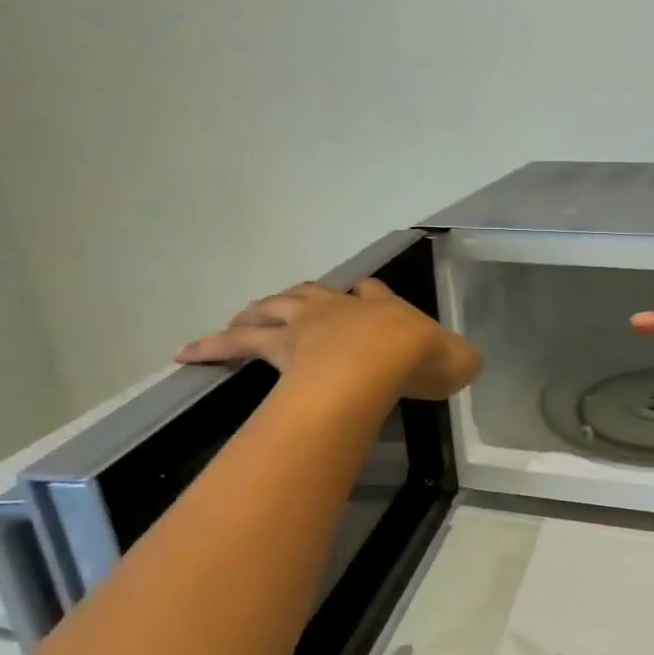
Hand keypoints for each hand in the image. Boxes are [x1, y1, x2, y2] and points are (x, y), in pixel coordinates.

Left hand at [178, 280, 480, 400]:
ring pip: (273, 309)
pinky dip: (213, 346)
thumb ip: (460, 358)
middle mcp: (341, 310)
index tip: (363, 297)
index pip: (373, 293)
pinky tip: (188, 354)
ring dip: (255, 312)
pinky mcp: (279, 347)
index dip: (369, 296)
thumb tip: (465, 361)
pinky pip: (238, 344)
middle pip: (312, 294)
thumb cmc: (420, 360)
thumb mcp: (458, 360)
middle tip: (285, 308)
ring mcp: (307, 325)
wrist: (382, 359)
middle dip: (301, 299)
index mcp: (384, 310)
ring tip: (237, 319)